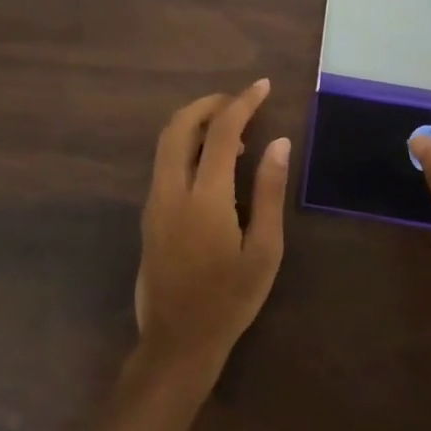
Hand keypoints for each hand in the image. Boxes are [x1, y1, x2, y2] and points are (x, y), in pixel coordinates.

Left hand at [135, 80, 288, 376]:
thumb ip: (270, 192)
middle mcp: (171, 190)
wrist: (177, 343)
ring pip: (167, 141)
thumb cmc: (229, 300)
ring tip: (233, 129)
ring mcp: (154, 201)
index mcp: (204, 197)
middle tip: (241, 101)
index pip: (222, 131)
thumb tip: (280, 142)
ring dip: (196, 122)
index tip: (263, 87)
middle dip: (210, 103)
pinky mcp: (149, 214)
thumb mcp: (264, 250)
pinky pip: (164, 161)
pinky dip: (187, 144)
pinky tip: (214, 161)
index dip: (243, 102)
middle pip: (180, 125)